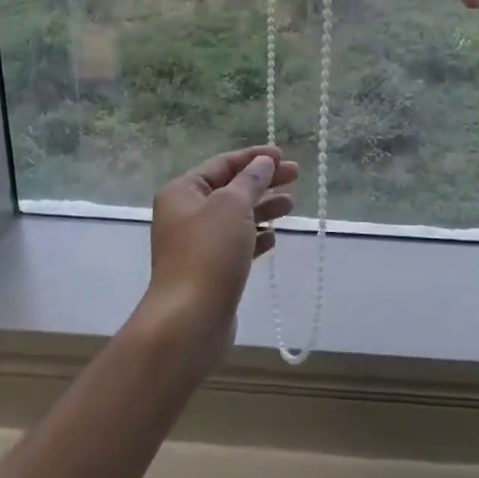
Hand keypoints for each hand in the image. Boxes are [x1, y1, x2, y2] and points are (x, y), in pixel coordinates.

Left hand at [140, 145, 298, 365]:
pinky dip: (255, 237)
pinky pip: (236, 245)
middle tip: (295, 176)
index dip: (253, 157)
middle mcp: (185, 215)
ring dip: (262, 208)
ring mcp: (196, 245)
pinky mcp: (209, 271)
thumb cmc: (209, 254)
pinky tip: (273, 239)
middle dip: (262, 181)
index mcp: (183, 192)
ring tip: (290, 205)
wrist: (189, 322)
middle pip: (230, 189)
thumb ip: (251, 180)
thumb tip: (263, 162)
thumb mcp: (232, 206)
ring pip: (235, 217)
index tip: (283, 156)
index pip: (222, 164)